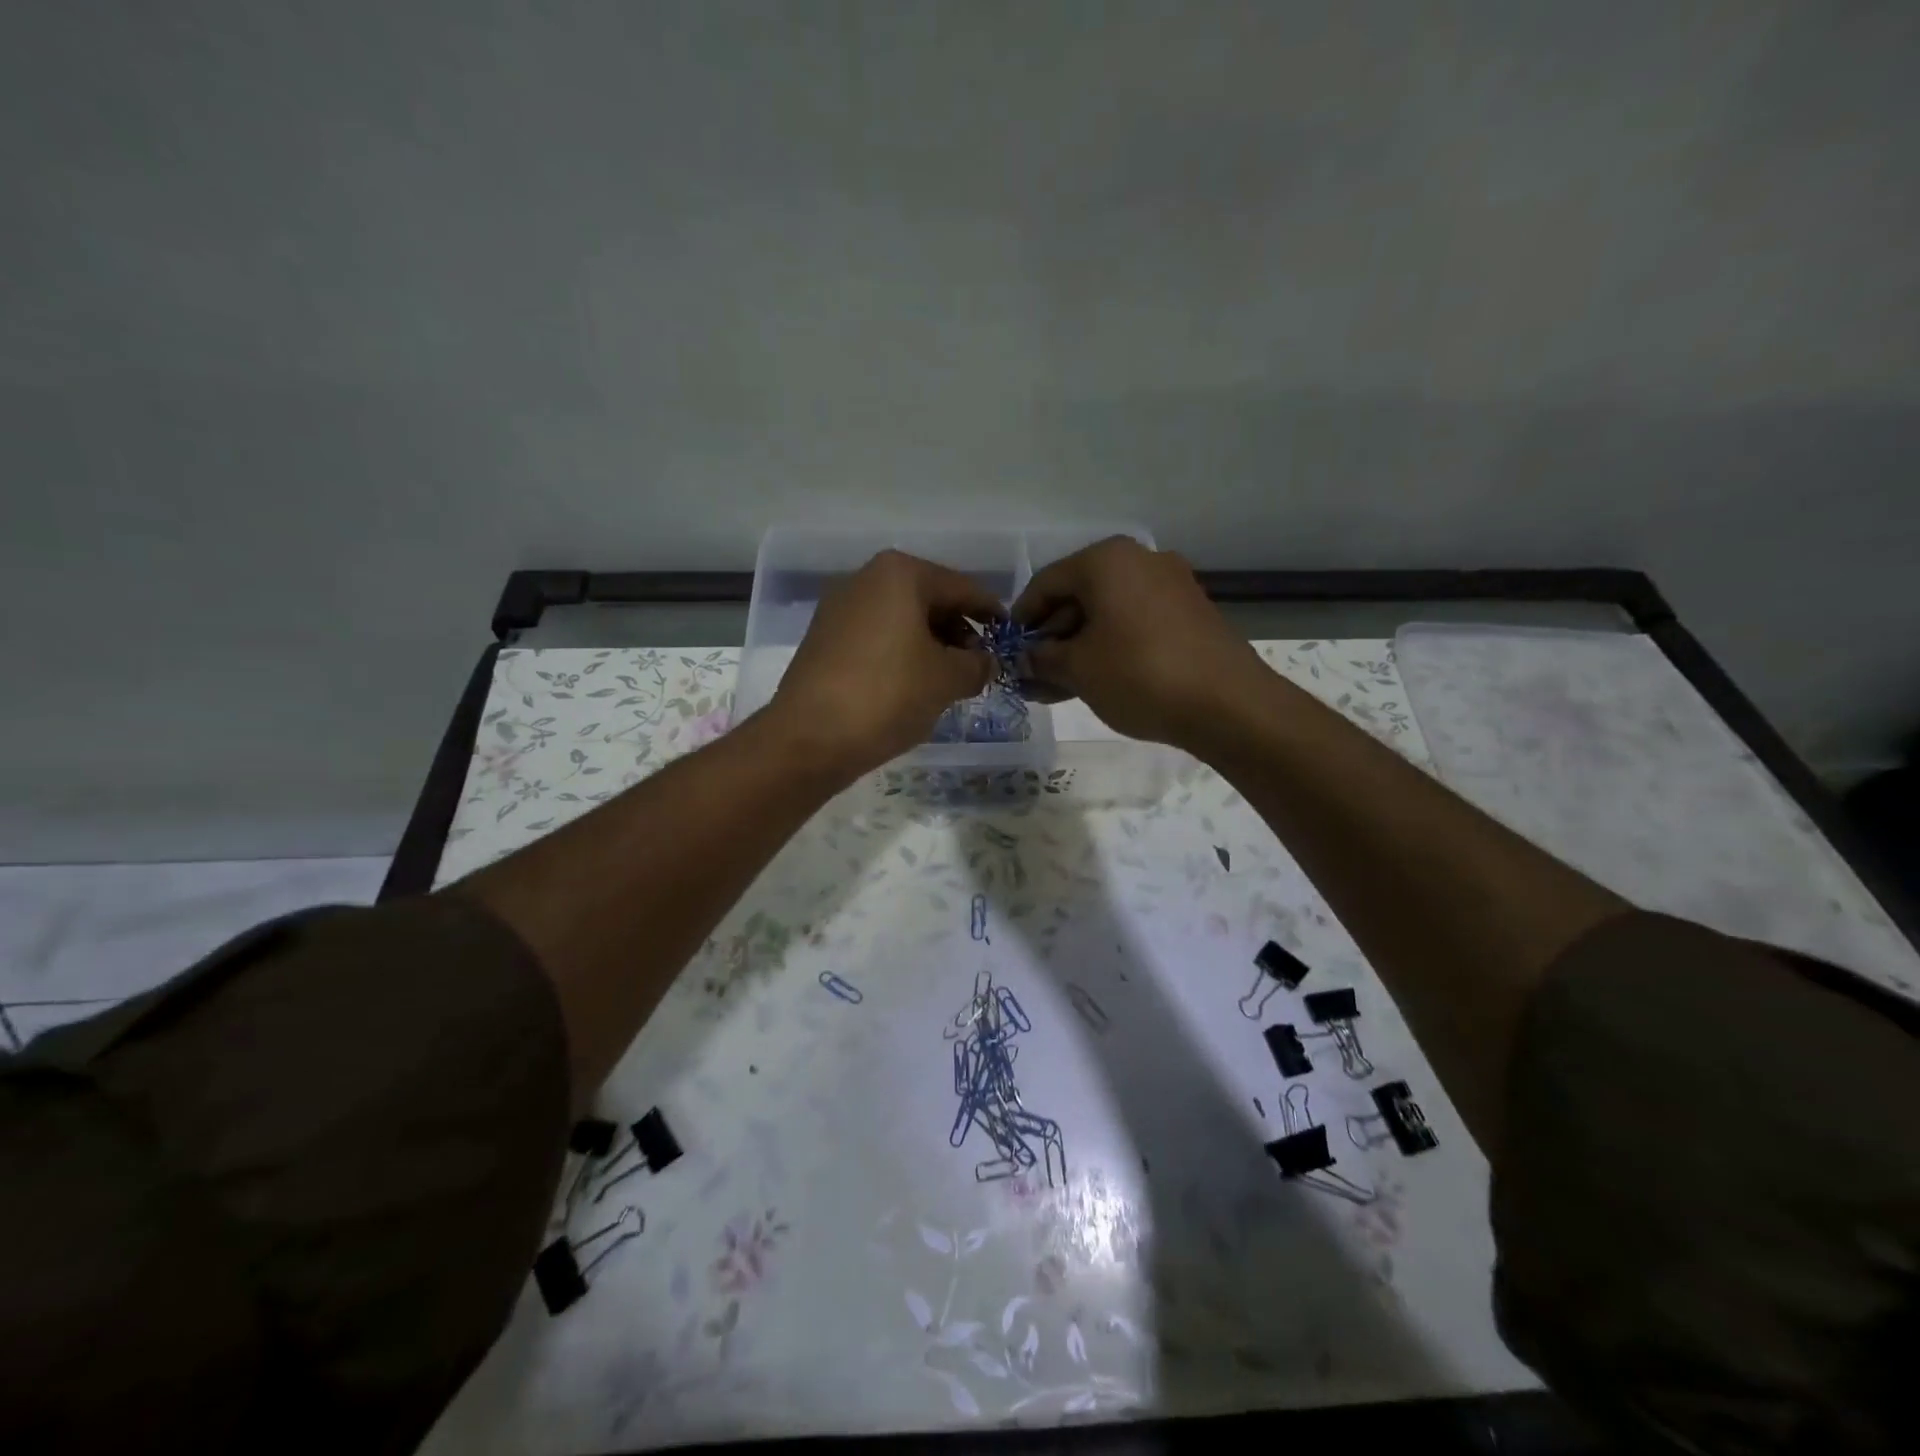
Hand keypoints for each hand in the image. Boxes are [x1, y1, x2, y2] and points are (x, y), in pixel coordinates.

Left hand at [768, 550, 999, 778]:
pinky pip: (877, 637)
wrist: (809, 737)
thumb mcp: (947, 680)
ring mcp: (839, 609)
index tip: (1009, 635)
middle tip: (978, 664)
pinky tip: (912, 684)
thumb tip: (987, 663)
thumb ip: (977, 665)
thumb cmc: (888, 695)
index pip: (961, 588)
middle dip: (958, 630)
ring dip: (930, 644)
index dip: (990, 613)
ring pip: (901, 619)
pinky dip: (901, 653)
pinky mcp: (823, 639)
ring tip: (948, 679)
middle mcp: (866, 579)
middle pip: (928, 599)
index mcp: (900, 574)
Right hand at [1012, 536, 1265, 748]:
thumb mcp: (1078, 669)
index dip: (1022, 619)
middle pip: (1078, 595)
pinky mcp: (1190, 613)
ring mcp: (1170, 585)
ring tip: (1059, 687)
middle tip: (1034, 675)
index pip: (1046, 583)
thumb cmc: (1139, 675)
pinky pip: (1135, 623)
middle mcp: (1140, 560)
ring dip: (1079, 647)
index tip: (1010, 652)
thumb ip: (1042, 660)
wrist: (1228, 704)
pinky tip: (1097, 680)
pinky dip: (1110, 647)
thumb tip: (1025, 661)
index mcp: (1106, 560)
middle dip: (1052, 637)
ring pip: (1107, 613)